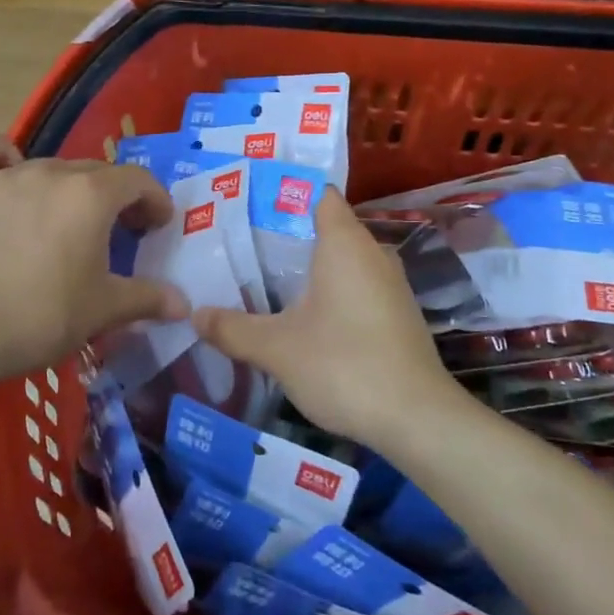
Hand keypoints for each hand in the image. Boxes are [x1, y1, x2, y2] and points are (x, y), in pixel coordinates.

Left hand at [0, 135, 188, 389]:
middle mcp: (51, 173)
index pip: (137, 180)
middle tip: (120, 233)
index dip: (155, 201)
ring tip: (66, 221)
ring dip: (68, 188)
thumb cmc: (40, 317)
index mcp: (91, 195)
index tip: (157, 226)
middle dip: (117, 197)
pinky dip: (2, 157)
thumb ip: (147, 299)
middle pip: (96, 172)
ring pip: (49, 166)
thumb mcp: (103, 311)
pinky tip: (7, 175)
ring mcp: (5, 176)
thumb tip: (184, 304)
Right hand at [192, 188, 458, 447]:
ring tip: (260, 279)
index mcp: (345, 242)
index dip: (281, 194)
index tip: (245, 206)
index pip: (316, 194)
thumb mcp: (276, 349)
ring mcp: (390, 284)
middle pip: (325, 227)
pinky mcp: (396, 314)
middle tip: (238, 246)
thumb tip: (195, 315)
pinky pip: (355, 286)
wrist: (418, 420)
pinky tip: (301, 317)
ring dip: (306, 268)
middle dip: (283, 234)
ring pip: (341, 260)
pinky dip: (328, 291)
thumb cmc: (344, 365)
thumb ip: (233, 328)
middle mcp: (372, 253)